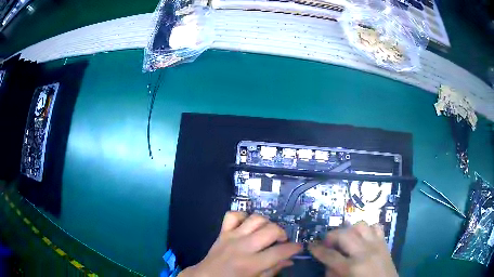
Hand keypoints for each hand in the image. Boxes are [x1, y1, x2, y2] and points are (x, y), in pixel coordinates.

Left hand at [179, 212, 301, 276]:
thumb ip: (273, 270)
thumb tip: (290, 260)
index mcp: (251, 264)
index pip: (280, 252)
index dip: (294, 248)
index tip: (299, 247)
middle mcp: (242, 247)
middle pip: (271, 230)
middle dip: (282, 233)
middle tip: (282, 241)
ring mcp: (231, 236)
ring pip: (255, 218)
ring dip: (266, 223)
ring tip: (267, 233)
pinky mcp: (222, 231)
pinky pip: (233, 214)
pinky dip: (243, 216)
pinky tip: (247, 225)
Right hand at [309, 222, 397, 276]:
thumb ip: (332, 273)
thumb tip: (327, 261)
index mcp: (352, 267)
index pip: (329, 254)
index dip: (317, 249)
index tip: (311, 245)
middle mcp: (364, 252)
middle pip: (344, 234)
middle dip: (331, 236)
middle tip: (327, 243)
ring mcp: (376, 245)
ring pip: (361, 225)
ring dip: (349, 230)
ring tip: (345, 239)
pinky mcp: (385, 243)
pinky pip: (376, 227)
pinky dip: (367, 229)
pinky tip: (362, 238)